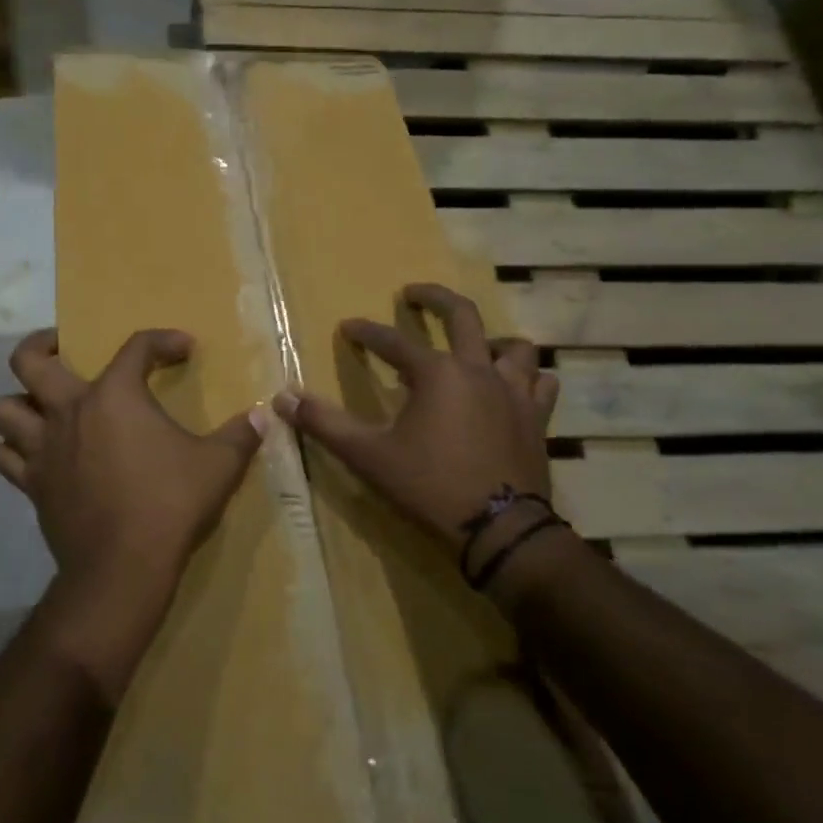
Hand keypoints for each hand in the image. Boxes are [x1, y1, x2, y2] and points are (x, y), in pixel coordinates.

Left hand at [0, 328, 264, 695]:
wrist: (123, 567)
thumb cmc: (171, 504)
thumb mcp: (219, 466)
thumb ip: (241, 436)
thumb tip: (264, 416)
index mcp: (115, 395)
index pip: (136, 347)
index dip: (162, 340)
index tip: (183, 349)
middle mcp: (69, 412)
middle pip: (28, 361)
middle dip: (41, 345)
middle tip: (61, 349)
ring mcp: (43, 449)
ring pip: (3, 409)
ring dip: (18, 403)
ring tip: (42, 406)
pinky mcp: (33, 485)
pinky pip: (6, 458)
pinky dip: (15, 450)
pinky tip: (36, 455)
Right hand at [272, 284, 560, 555]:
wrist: (499, 529)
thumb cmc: (428, 486)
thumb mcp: (368, 455)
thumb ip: (324, 423)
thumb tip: (282, 398)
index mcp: (436, 373)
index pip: (393, 342)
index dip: (366, 333)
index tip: (348, 327)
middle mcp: (478, 370)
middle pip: (461, 315)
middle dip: (433, 298)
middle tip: (413, 293)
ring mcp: (514, 392)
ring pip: (513, 346)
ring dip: (491, 340)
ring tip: (475, 346)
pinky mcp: (537, 418)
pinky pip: (541, 383)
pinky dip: (527, 378)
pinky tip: (515, 386)